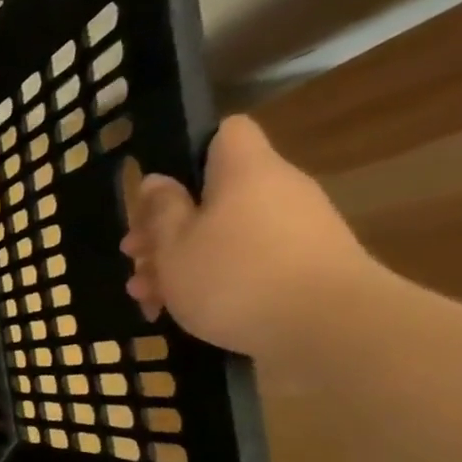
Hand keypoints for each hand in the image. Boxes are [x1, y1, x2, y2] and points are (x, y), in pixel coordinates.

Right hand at [121, 115, 379, 366]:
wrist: (329, 328)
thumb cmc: (235, 277)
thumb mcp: (175, 245)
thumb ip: (162, 211)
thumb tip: (158, 182)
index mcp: (245, 172)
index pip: (225, 133)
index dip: (188, 153)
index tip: (157, 192)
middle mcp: (276, 191)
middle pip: (213, 195)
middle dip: (167, 227)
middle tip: (133, 259)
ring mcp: (296, 230)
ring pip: (223, 235)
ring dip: (181, 261)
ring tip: (145, 296)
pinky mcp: (304, 267)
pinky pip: (245, 262)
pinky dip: (212, 281)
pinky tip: (180, 313)